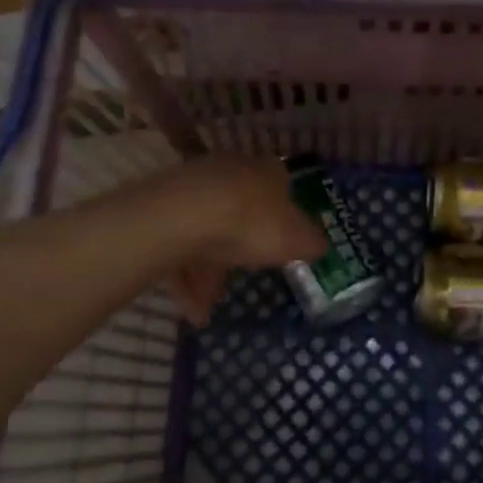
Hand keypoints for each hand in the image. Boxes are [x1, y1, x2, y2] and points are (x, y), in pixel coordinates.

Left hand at [157, 156, 328, 324]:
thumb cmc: (251, 222)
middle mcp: (231, 171)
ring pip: (206, 233)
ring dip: (208, 274)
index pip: (282, 187)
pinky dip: (184, 276)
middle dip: (241, 250)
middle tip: (244, 280)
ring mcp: (193, 186)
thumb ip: (311, 242)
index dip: (284, 217)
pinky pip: (178, 245)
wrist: (182, 217)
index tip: (283, 244)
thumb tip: (320, 244)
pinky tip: (189, 309)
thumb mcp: (296, 239)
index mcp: (266, 171)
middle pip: (241, 212)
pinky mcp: (162, 206)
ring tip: (205, 312)